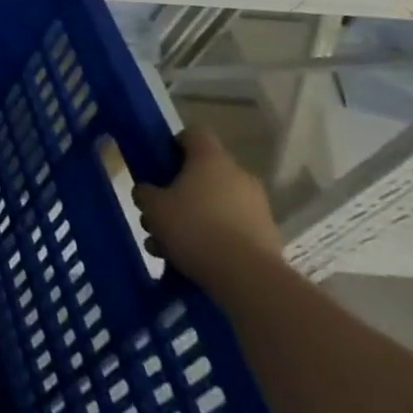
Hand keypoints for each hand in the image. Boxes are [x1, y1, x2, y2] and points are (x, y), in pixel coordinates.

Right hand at [132, 129, 282, 289]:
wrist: (248, 278)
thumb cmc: (193, 227)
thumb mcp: (152, 206)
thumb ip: (146, 193)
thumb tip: (149, 192)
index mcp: (212, 160)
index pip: (194, 134)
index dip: (173, 143)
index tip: (158, 162)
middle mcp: (239, 177)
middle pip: (202, 174)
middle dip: (177, 192)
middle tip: (156, 212)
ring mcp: (257, 208)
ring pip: (214, 204)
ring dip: (191, 219)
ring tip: (166, 245)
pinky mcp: (267, 237)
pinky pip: (230, 229)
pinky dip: (210, 238)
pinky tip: (188, 259)